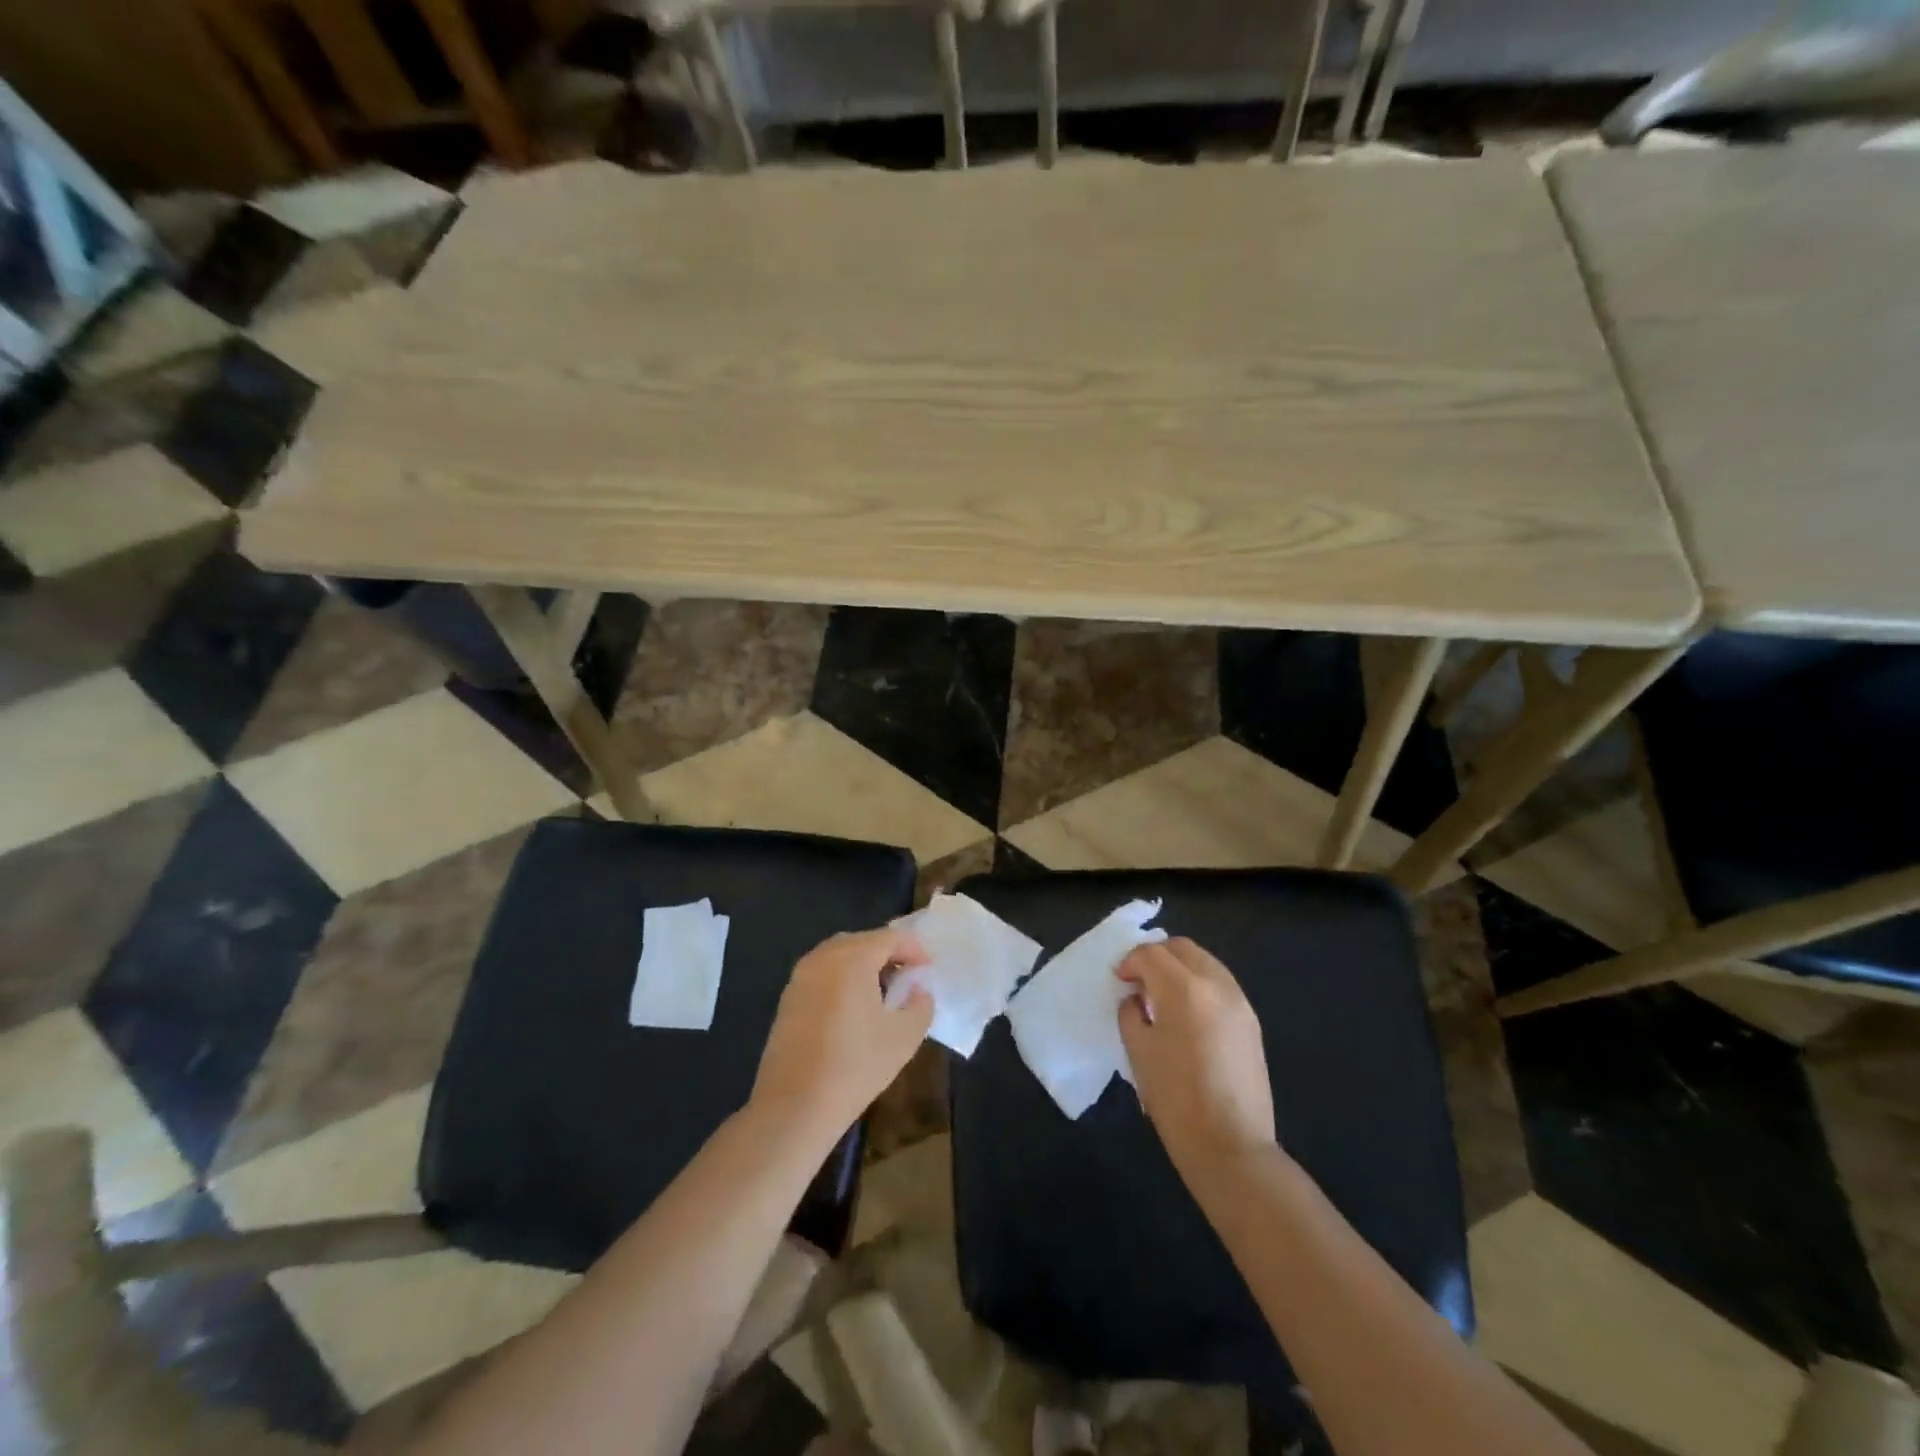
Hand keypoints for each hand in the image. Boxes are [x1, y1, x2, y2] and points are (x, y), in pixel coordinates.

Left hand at [752, 928, 932, 1141]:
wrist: (793, 1106)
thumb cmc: (855, 1066)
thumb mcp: (904, 1037)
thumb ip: (920, 1005)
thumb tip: (917, 990)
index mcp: (852, 958)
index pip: (890, 938)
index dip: (914, 950)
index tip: (928, 971)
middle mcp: (823, 957)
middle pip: (863, 941)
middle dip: (888, 954)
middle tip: (907, 979)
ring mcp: (800, 976)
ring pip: (839, 955)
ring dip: (863, 965)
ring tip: (882, 993)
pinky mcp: (787, 998)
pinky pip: (822, 973)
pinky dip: (842, 979)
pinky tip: (852, 1009)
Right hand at [1117, 939, 1276, 1179]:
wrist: (1231, 1147)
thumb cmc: (1176, 1099)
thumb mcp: (1138, 1052)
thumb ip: (1131, 1013)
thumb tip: (1136, 998)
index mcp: (1184, 989)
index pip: (1151, 954)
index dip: (1129, 962)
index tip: (1119, 981)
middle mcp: (1216, 984)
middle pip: (1181, 948)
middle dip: (1155, 956)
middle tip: (1138, 981)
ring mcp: (1239, 1001)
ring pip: (1204, 961)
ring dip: (1179, 967)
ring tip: (1162, 996)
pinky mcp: (1251, 1021)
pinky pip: (1220, 983)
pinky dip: (1199, 984)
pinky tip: (1187, 1013)